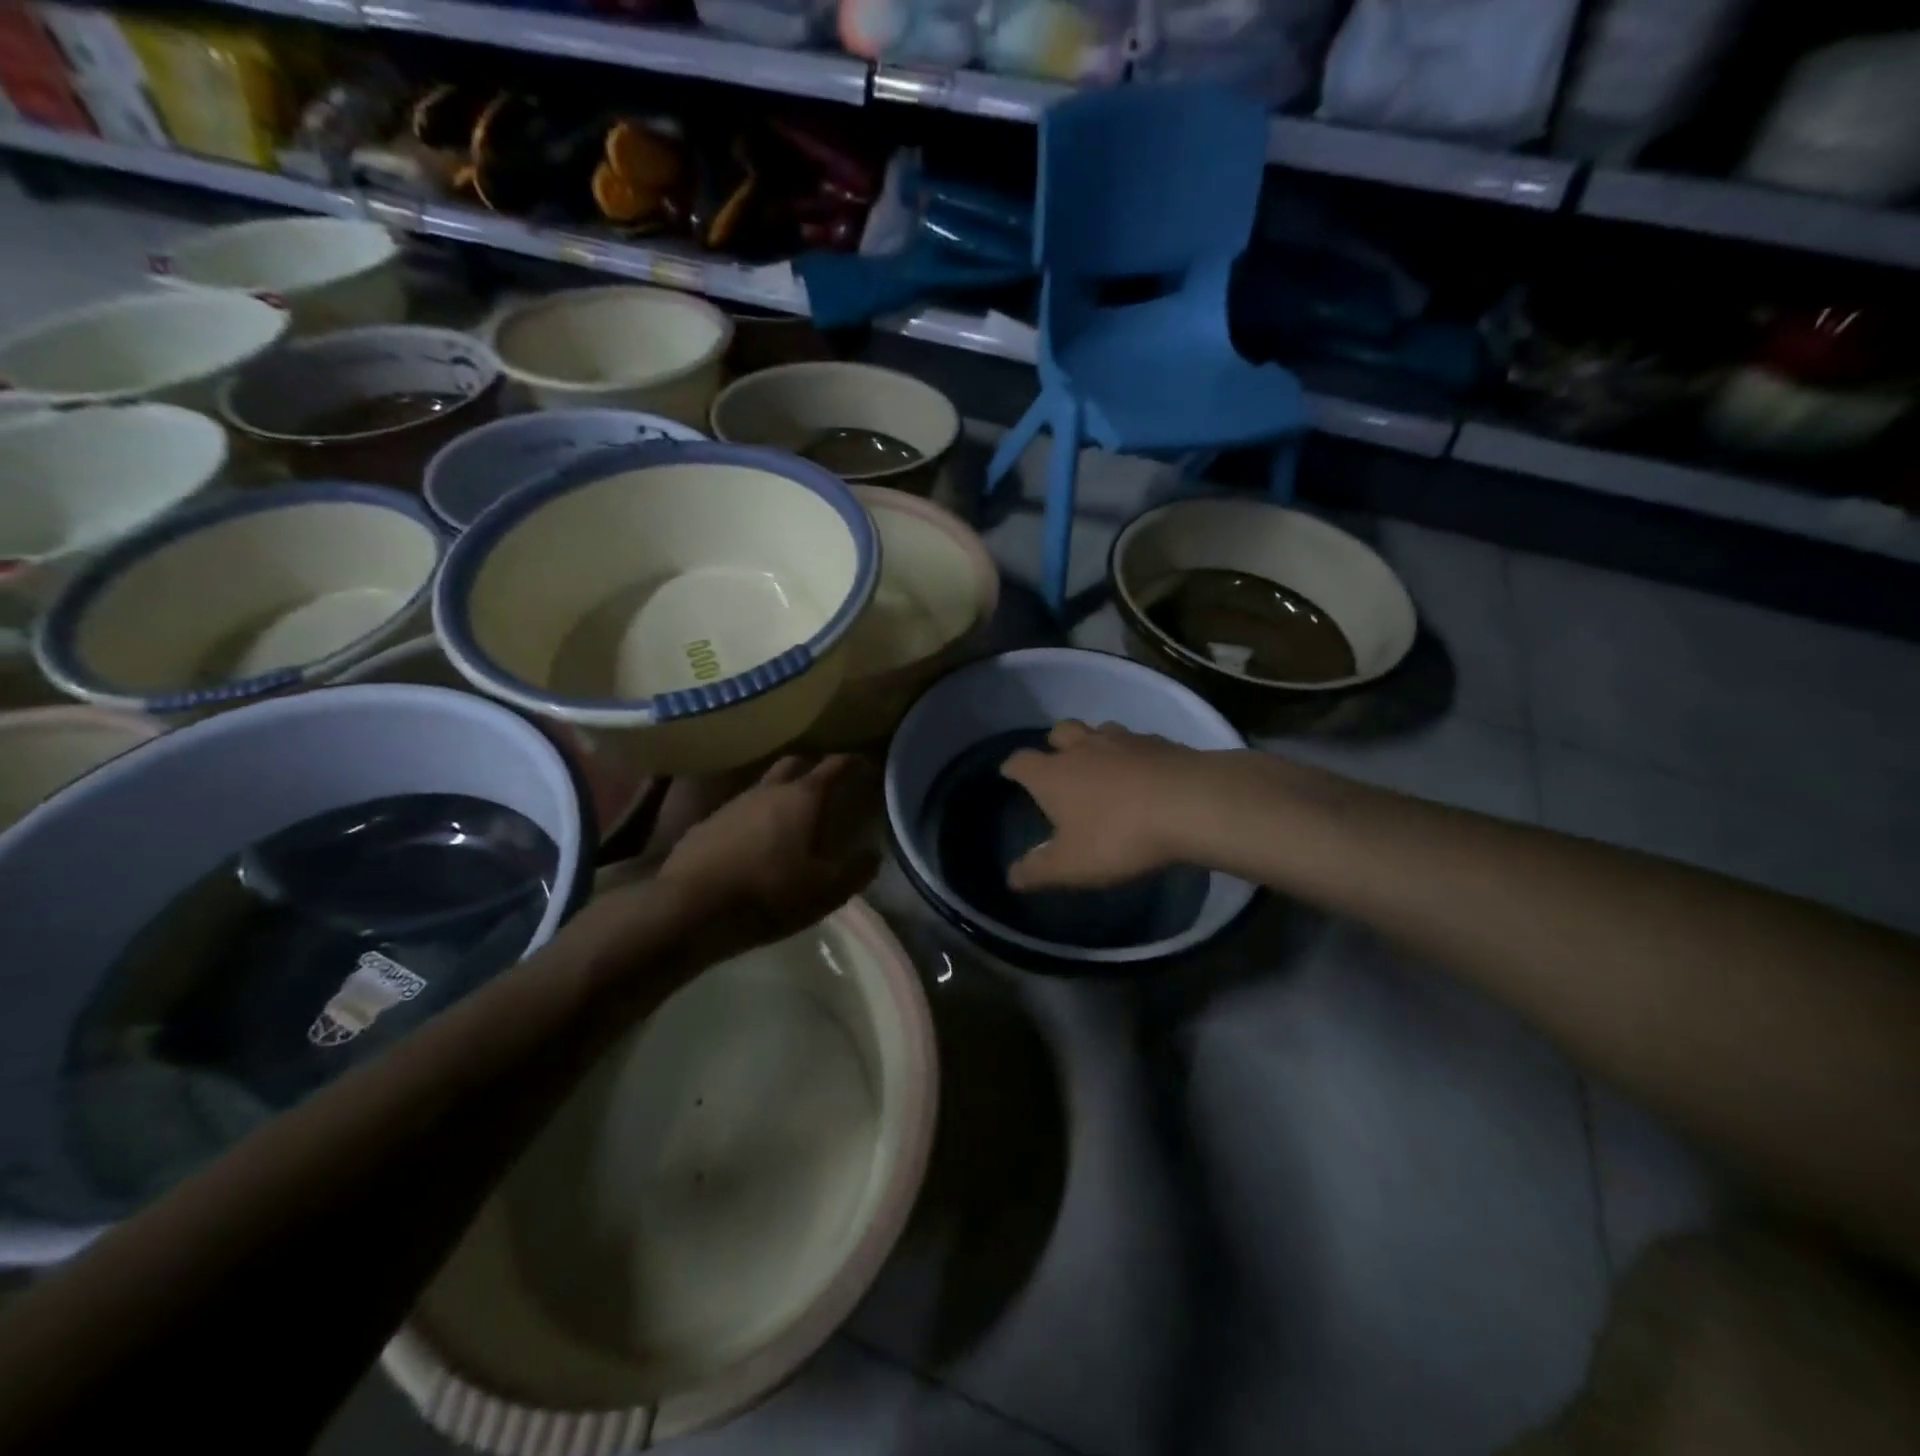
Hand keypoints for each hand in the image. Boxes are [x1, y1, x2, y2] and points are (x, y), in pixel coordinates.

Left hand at [656, 754, 881, 955]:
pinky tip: (752, 842)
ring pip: (762, 786)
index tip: (864, 764)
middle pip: (793, 764)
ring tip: (789, 817)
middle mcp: (766, 791)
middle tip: (825, 784)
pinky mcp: (705, 825)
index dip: (852, 763)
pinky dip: (751, 819)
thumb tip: (873, 854)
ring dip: (778, 794)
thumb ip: (855, 871)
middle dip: (811, 768)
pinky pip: (736, 812)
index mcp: (802, 799)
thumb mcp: (825, 891)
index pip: (834, 767)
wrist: (690, 909)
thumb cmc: (769, 894)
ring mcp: (731, 805)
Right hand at [999, 721, 1212, 889]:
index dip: (1012, 767)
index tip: (1009, 772)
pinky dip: (1132, 753)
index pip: (1021, 762)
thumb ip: (1038, 870)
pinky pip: (1137, 741)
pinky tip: (1143, 771)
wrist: (1191, 805)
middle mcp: (1083, 747)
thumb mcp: (1071, 866)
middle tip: (1059, 763)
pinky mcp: (1161, 743)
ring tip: (1102, 764)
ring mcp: (1124, 740)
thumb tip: (1011, 876)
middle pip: (1060, 731)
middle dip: (1054, 744)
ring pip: (1099, 730)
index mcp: (1053, 774)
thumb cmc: (1118, 836)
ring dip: (1095, 743)